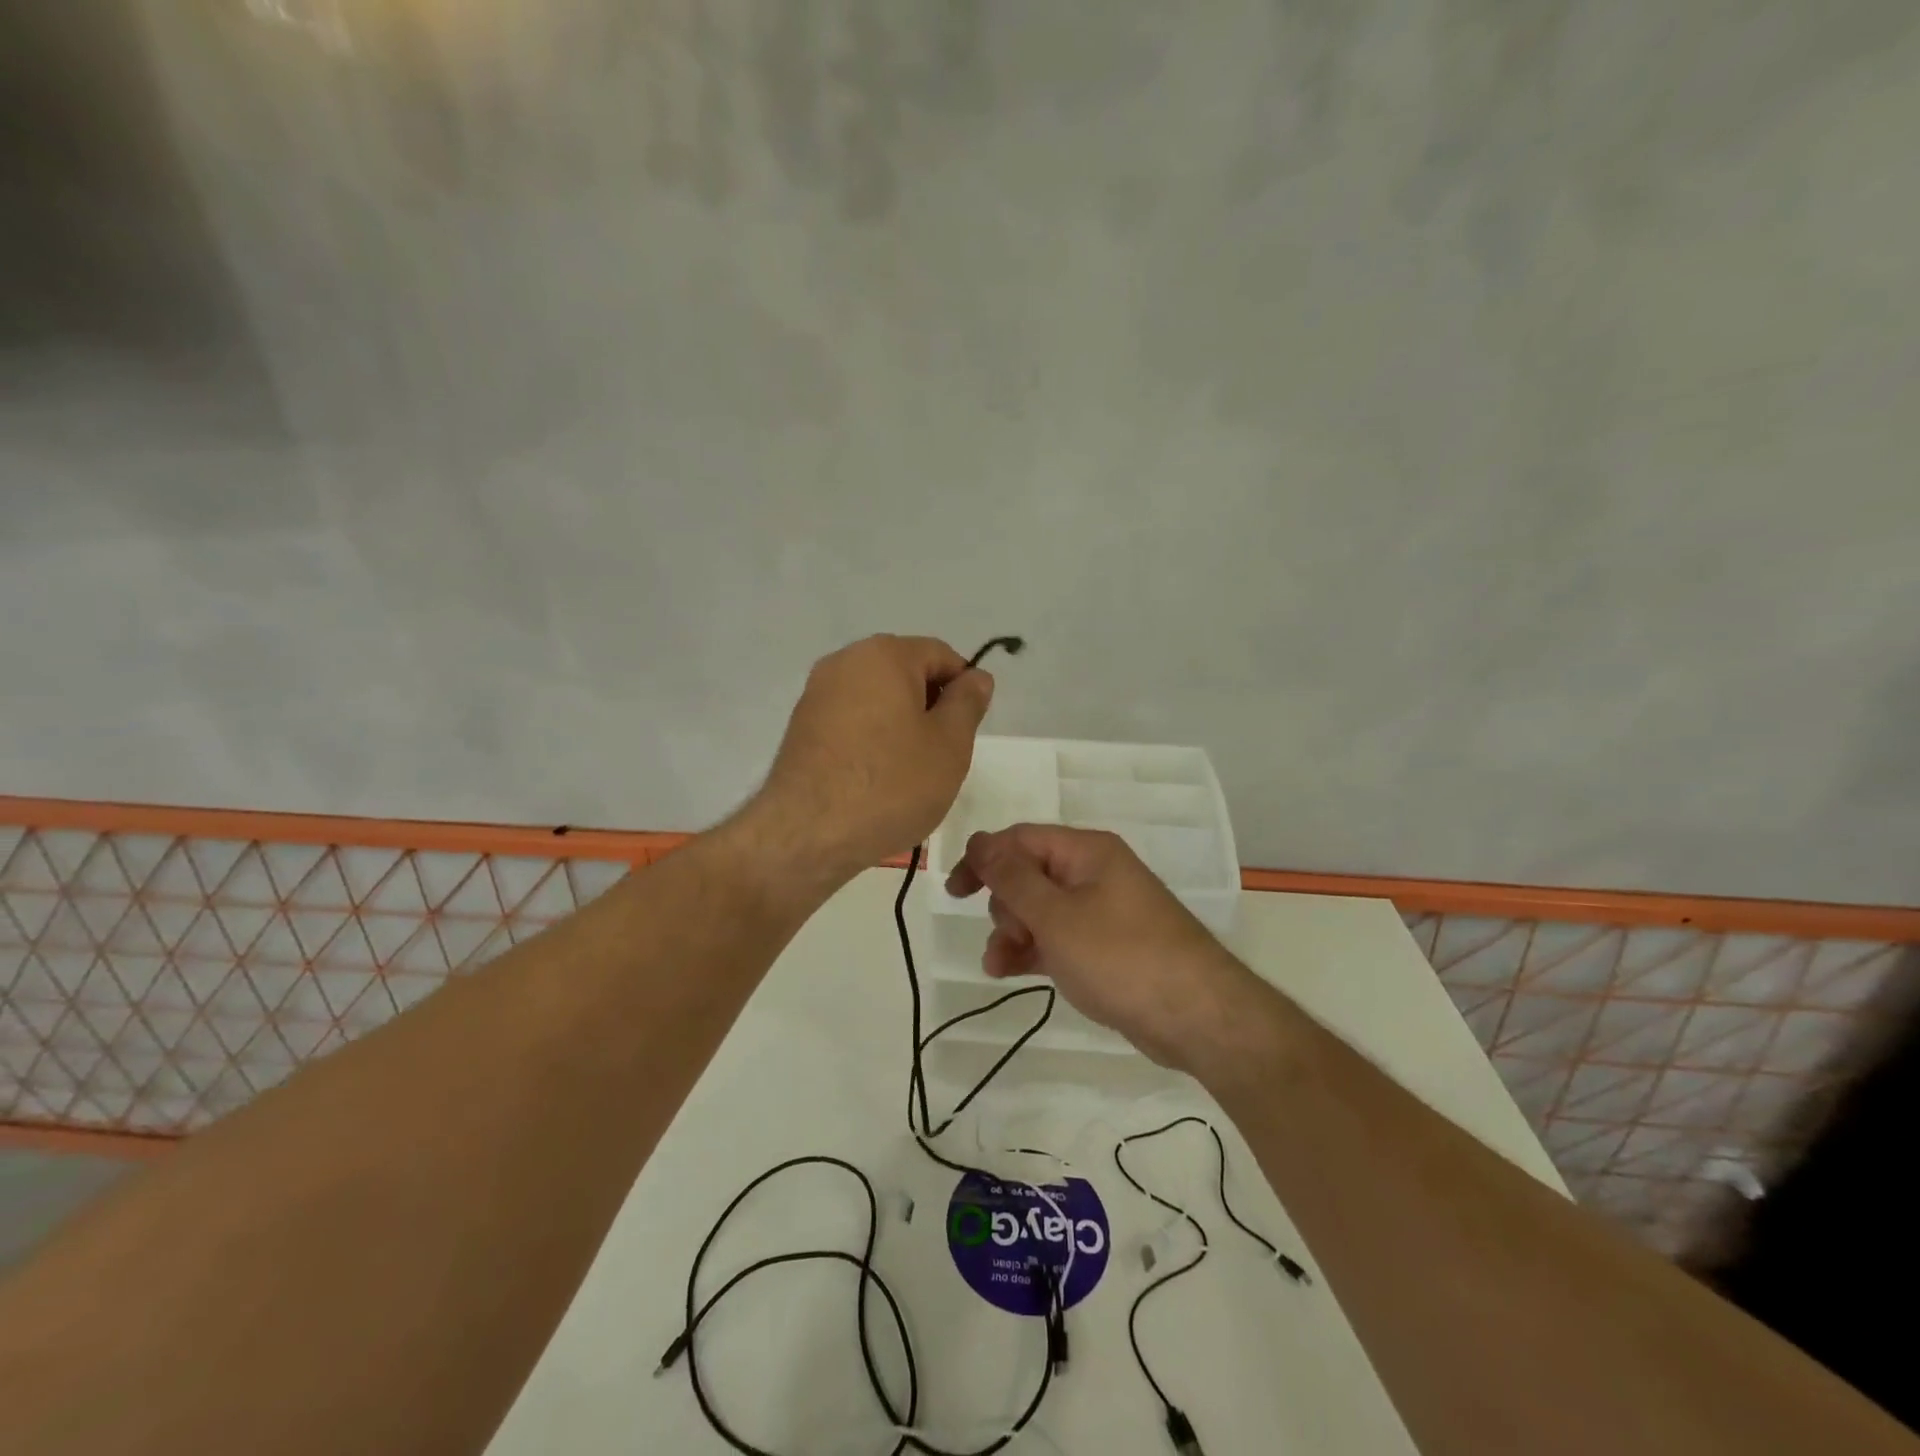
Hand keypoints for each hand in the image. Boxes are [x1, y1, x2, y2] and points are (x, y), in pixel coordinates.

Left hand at [747, 635, 993, 884]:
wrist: (808, 834)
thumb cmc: (891, 784)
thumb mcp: (949, 744)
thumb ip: (968, 703)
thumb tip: (975, 676)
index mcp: (884, 654)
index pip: (941, 655)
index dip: (964, 688)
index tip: (968, 730)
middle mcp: (844, 661)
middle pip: (905, 674)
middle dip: (931, 708)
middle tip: (942, 756)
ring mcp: (817, 694)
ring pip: (878, 700)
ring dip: (902, 726)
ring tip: (909, 773)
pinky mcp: (801, 727)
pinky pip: (851, 721)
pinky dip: (871, 740)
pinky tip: (876, 780)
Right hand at [945, 824, 1273, 1070]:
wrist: (1196, 1017)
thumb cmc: (1120, 956)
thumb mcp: (1056, 915)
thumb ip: (1012, 877)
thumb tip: (979, 841)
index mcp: (1086, 852)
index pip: (1020, 839)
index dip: (983, 859)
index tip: (955, 891)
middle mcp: (1094, 874)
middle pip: (1029, 874)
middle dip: (1004, 905)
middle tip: (1008, 937)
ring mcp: (1102, 911)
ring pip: (1039, 910)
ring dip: (1013, 933)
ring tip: (999, 966)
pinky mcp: (1105, 947)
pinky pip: (1057, 937)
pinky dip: (1033, 950)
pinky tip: (1011, 972)